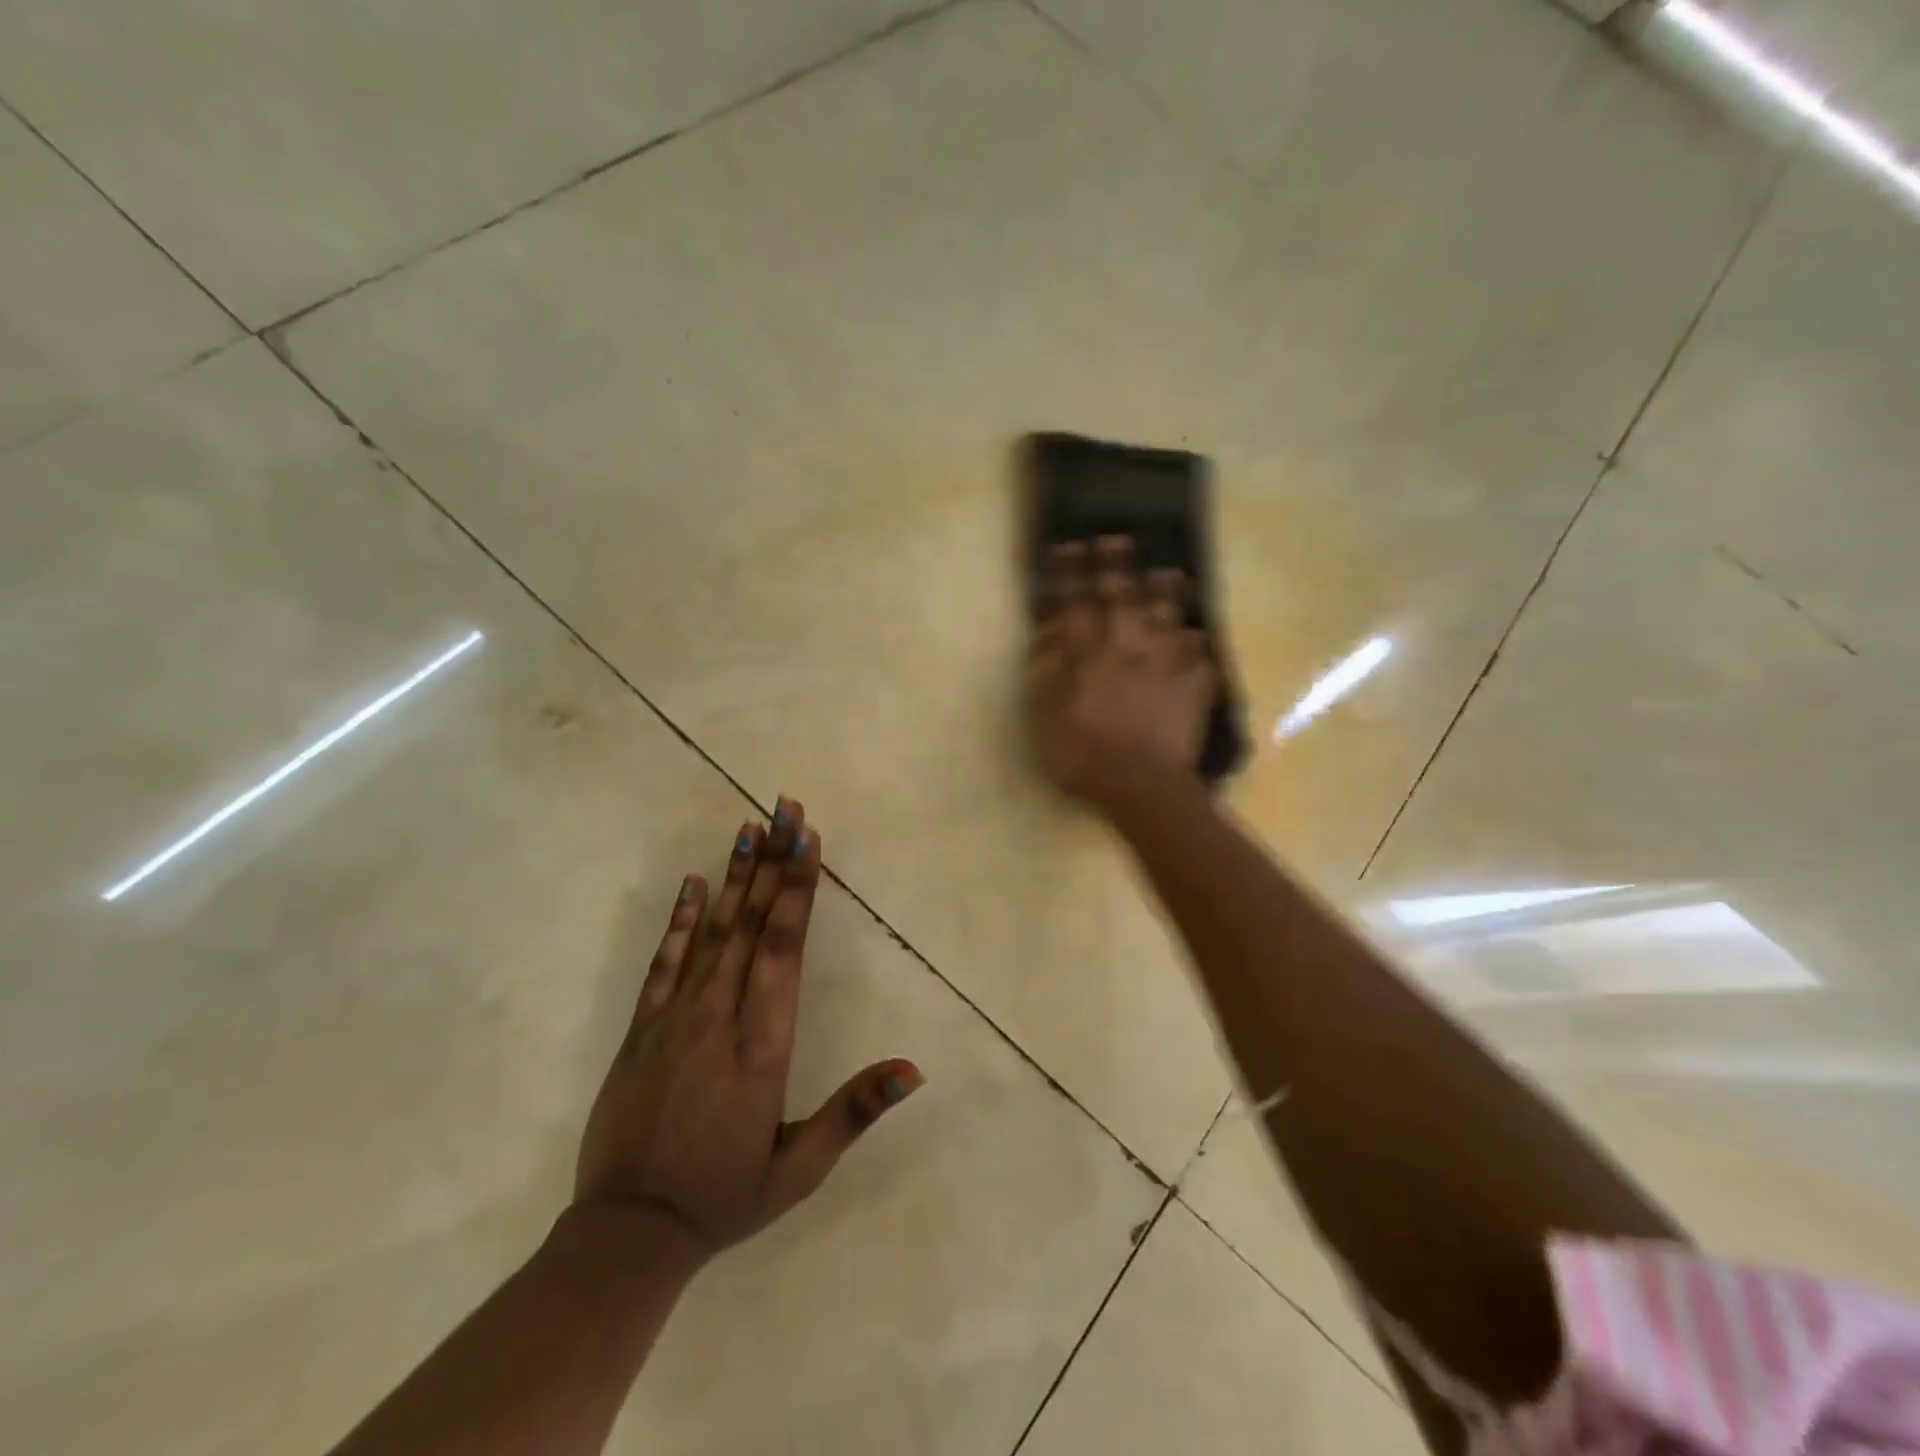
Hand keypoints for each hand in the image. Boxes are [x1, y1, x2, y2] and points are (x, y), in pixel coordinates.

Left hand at [575, 799, 921, 1260]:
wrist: (628, 1233)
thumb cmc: (724, 1196)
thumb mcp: (800, 1167)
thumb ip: (855, 1111)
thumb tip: (913, 1069)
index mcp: (764, 1044)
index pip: (785, 948)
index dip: (797, 889)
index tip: (806, 839)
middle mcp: (721, 1016)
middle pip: (752, 924)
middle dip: (772, 861)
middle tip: (784, 807)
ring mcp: (675, 1017)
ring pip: (711, 932)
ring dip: (733, 876)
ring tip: (747, 826)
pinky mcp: (642, 1029)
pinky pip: (664, 962)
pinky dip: (679, 920)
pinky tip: (691, 883)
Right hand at [1028, 537, 1213, 811]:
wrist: (1142, 787)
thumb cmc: (1084, 756)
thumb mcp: (1047, 719)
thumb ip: (1047, 673)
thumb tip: (1048, 635)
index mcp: (1089, 656)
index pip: (1076, 604)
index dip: (1070, 574)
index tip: (1068, 547)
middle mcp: (1128, 649)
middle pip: (1123, 598)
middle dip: (1116, 566)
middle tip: (1117, 539)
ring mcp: (1165, 665)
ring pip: (1167, 618)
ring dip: (1166, 593)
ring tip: (1169, 572)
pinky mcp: (1193, 687)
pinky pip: (1198, 657)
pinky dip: (1196, 644)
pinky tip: (1196, 638)